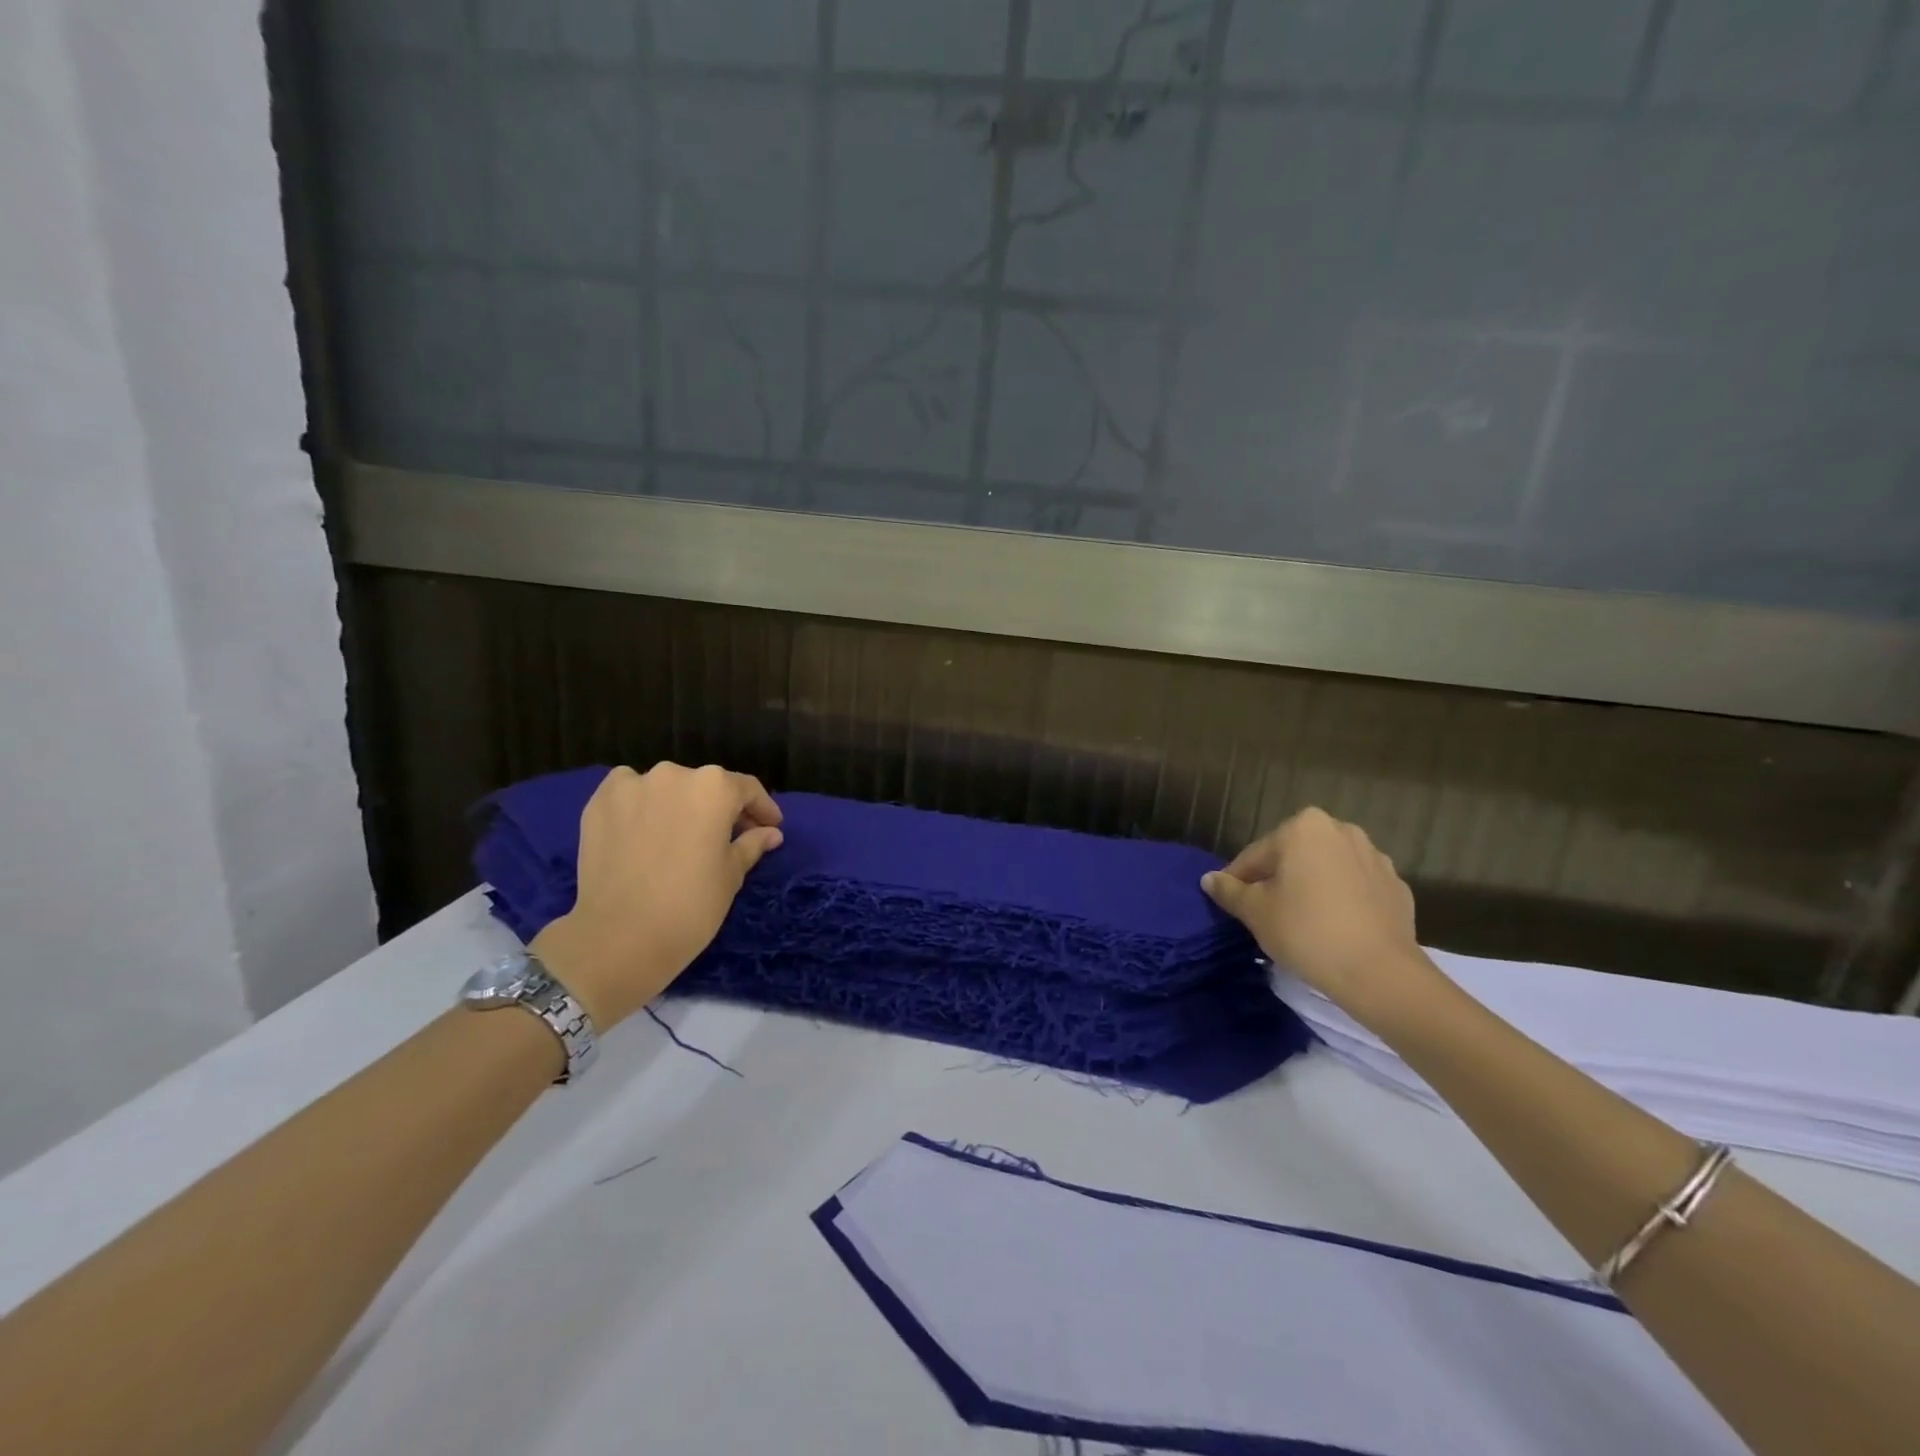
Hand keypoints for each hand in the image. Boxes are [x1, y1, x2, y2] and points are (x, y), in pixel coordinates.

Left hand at [531, 763, 783, 1028]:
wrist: (619, 937)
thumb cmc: (691, 905)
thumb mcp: (731, 875)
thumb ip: (751, 844)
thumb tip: (770, 833)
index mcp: (715, 787)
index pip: (747, 789)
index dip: (762, 809)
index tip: (770, 827)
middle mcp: (675, 774)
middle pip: (706, 786)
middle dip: (719, 808)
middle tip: (726, 837)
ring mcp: (632, 785)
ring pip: (666, 788)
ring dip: (678, 805)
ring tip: (680, 835)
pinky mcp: (599, 803)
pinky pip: (628, 793)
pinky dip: (640, 805)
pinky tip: (643, 829)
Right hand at [1201, 807, 1432, 1018]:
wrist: (1380, 973)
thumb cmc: (1306, 931)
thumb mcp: (1255, 912)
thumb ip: (1229, 890)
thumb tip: (1209, 879)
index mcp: (1303, 828)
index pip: (1256, 855)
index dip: (1239, 881)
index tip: (1232, 905)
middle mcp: (1342, 831)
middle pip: (1293, 856)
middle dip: (1278, 880)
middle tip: (1266, 914)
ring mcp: (1375, 858)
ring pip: (1327, 870)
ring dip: (1311, 887)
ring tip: (1301, 923)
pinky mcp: (1397, 887)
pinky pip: (1356, 889)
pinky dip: (1342, 901)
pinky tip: (1334, 928)